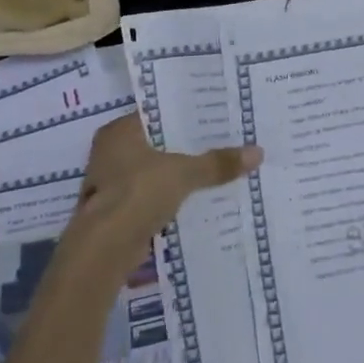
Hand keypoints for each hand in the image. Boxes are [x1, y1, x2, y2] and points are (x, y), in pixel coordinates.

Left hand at [65, 114, 260, 278]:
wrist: (105, 248)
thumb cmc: (138, 193)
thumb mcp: (184, 173)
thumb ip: (218, 163)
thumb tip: (258, 152)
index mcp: (118, 132)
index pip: (157, 114)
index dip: (186, 115)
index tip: (214, 116)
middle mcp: (109, 152)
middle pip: (157, 144)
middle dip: (185, 147)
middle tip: (222, 141)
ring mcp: (109, 183)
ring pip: (154, 171)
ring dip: (177, 174)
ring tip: (215, 169)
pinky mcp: (115, 210)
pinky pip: (150, 196)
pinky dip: (169, 197)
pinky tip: (196, 198)